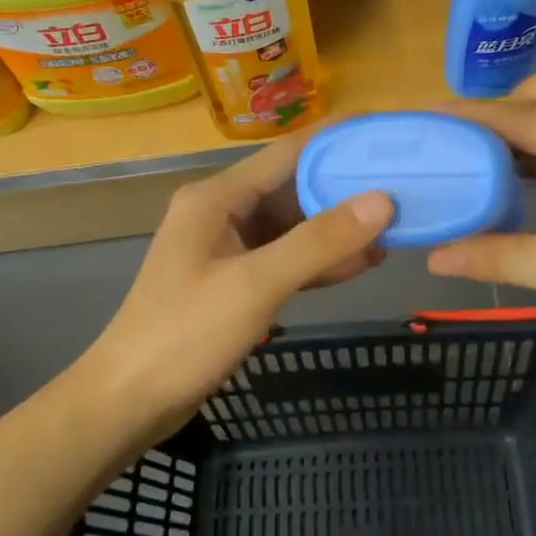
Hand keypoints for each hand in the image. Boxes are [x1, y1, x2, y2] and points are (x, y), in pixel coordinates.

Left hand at [81, 130, 393, 442]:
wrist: (130, 401)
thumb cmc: (184, 335)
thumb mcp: (255, 285)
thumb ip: (318, 243)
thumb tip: (382, 201)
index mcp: (218, 198)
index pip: (289, 153)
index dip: (338, 141)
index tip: (387, 135)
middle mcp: (223, 212)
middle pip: (294, 187)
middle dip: (347, 187)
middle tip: (405, 185)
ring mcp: (229, 248)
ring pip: (294, 226)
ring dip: (339, 228)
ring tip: (396, 225)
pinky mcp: (236, 281)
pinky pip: (287, 259)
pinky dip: (320, 260)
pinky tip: (362, 263)